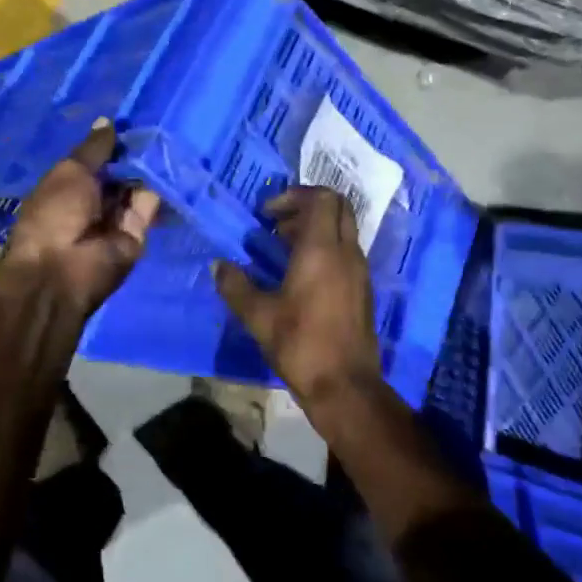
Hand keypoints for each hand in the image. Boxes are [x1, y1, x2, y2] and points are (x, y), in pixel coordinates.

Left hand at [0, 119, 159, 316]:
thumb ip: (94, 149)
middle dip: (136, 154)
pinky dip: (161, 187)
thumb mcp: (70, 171)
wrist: (62, 270)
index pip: (97, 160)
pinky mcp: (138, 235)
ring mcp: (116, 219)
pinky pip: (151, 207)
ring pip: (138, 188)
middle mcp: (93, 202)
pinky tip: (175, 163)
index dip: (114, 143)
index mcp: (68, 186)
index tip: (136, 119)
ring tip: (173, 137)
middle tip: (162, 123)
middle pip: (120, 174)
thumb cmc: (55, 213)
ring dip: (151, 167)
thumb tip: (107, 121)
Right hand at [214, 185, 382, 407]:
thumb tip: (218, 266)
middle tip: (277, 225)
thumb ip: (236, 286)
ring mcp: (359, 271)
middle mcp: (346, 252)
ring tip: (282, 249)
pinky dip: (325, 249)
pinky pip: (345, 252)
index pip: (322, 198)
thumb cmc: (300, 344)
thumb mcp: (258, 316)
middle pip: (337, 207)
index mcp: (322, 250)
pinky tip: (300, 275)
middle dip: (306, 207)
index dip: (294, 196)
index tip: (267, 213)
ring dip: (315, 229)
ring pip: (342, 230)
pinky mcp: (362, 289)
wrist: (345, 386)